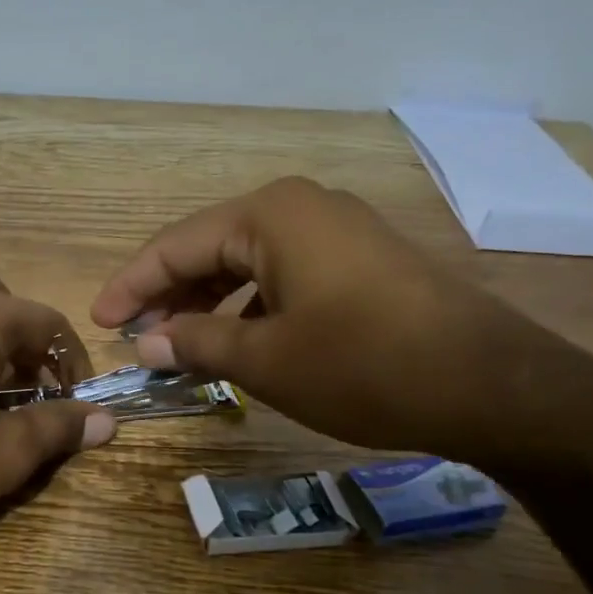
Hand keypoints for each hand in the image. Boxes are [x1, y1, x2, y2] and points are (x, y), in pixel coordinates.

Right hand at [90, 177, 572, 457]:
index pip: (175, 246)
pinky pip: (284, 274)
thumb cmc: (364, 365)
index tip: (99, 322)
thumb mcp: (265, 360)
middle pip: (210, 248)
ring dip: (208, 302)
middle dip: (168, 294)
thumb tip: (148, 343)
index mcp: (269, 215)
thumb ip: (197, 343)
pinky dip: (250, 306)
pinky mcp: (362, 260)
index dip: (131, 286)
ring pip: (247, 262)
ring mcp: (337, 231)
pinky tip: (239, 341)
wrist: (492, 385)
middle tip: (136, 337)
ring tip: (180, 346)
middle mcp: (300, 207)